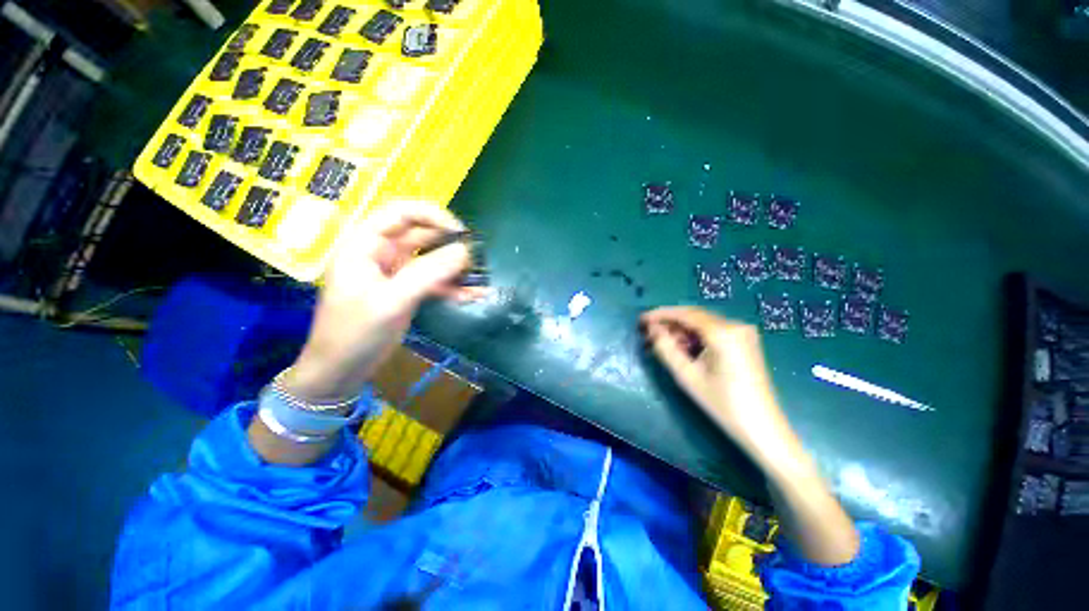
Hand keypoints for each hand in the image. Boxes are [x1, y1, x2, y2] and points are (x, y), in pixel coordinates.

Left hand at [284, 201, 483, 402]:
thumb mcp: (391, 301)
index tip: (460, 231)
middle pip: (420, 234)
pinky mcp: (408, 290)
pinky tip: (474, 294)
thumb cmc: (355, 332)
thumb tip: (465, 251)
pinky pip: (434, 281)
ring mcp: (397, 272)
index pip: (400, 212)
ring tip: (480, 275)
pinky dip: (453, 286)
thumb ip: (428, 274)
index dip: (431, 215)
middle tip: (476, 255)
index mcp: (365, 244)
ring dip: (455, 266)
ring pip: (431, 258)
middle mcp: (382, 253)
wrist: (342, 370)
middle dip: (449, 242)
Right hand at [640, 307, 801, 468]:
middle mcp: (736, 325)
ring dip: (682, 331)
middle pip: (694, 316)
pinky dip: (696, 337)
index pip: (685, 314)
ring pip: (703, 323)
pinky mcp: (746, 341)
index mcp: (723, 333)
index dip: (660, 315)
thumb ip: (666, 348)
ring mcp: (744, 332)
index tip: (642, 320)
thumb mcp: (687, 376)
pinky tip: (684, 348)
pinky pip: (714, 331)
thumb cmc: (722, 404)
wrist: (762, 428)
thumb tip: (652, 329)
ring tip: (663, 345)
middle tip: (649, 335)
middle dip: (670, 324)